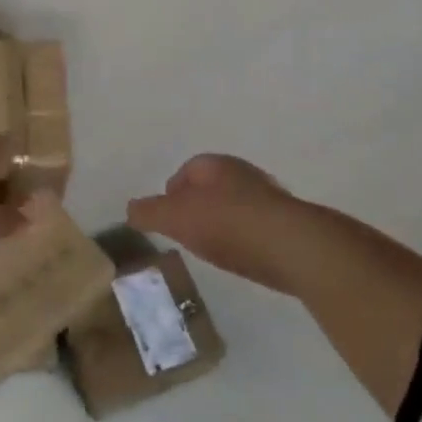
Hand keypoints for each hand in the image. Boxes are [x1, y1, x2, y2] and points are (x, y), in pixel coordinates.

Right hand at [126, 154, 300, 291]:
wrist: (291, 246)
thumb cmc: (226, 223)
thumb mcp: (175, 218)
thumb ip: (149, 213)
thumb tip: (130, 209)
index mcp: (215, 165)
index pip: (186, 171)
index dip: (172, 193)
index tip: (166, 218)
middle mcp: (243, 173)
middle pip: (212, 187)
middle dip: (198, 207)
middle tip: (186, 232)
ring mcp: (269, 197)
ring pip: (235, 206)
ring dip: (222, 222)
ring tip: (212, 248)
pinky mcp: (287, 223)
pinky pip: (256, 226)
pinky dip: (244, 238)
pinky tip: (241, 257)